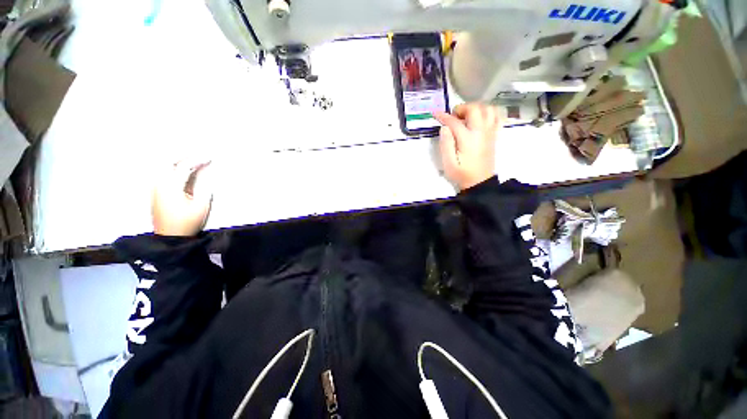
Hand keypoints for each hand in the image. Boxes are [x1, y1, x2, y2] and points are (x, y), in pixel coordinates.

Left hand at [152, 160, 212, 236]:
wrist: (170, 237)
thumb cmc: (187, 222)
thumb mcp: (201, 206)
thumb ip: (203, 187)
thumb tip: (205, 174)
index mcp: (171, 187)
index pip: (184, 167)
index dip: (197, 160)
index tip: (209, 158)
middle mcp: (160, 184)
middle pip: (168, 163)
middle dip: (183, 156)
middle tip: (197, 154)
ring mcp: (156, 188)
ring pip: (163, 167)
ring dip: (176, 161)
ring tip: (190, 159)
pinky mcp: (156, 193)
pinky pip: (162, 174)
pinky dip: (172, 168)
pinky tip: (180, 170)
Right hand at [434, 103, 498, 190]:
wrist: (479, 182)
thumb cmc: (462, 174)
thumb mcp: (449, 163)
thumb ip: (446, 144)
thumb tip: (445, 127)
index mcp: (468, 139)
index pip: (455, 122)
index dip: (444, 117)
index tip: (436, 114)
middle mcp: (481, 132)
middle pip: (475, 109)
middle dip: (462, 108)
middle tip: (453, 117)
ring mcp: (489, 132)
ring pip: (487, 109)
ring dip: (476, 108)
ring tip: (466, 116)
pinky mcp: (494, 135)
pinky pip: (496, 116)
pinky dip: (487, 113)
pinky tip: (479, 119)